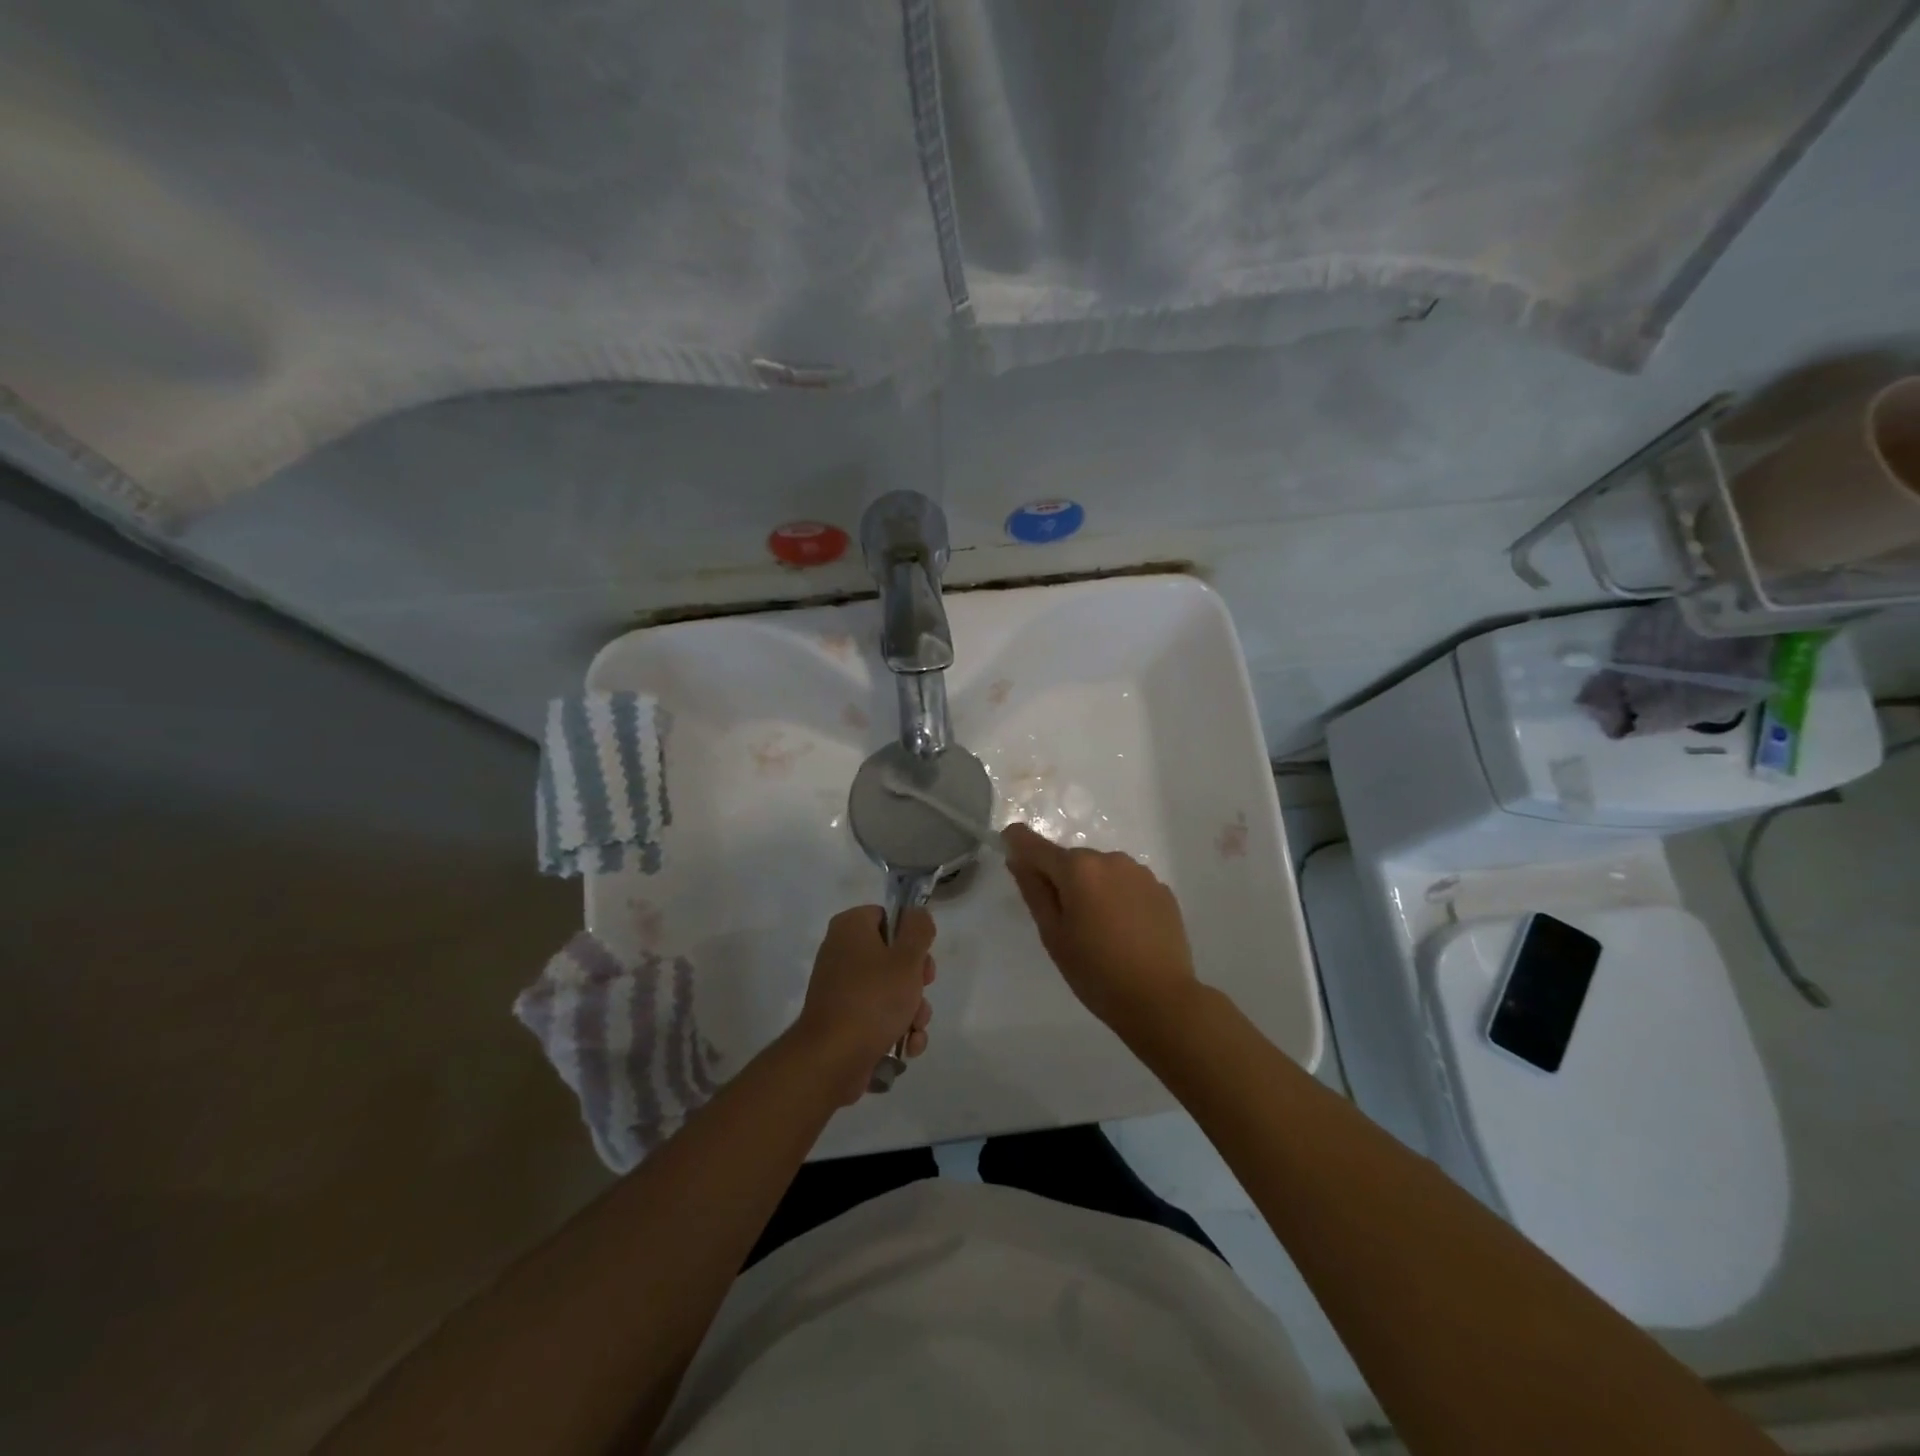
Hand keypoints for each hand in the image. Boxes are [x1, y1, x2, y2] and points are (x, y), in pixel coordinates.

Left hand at [790, 905, 936, 1104]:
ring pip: (890, 989)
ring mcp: (841, 988)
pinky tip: (907, 1046)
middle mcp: (841, 952)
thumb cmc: (873, 999)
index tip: (922, 958)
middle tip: (921, 992)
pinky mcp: (844, 1019)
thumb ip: (918, 930)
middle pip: (893, 956)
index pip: (888, 917)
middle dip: (916, 981)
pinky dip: (896, 1029)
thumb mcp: (907, 958)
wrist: (832, 1059)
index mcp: (850, 927)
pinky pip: (878, 1015)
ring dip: (912, 1010)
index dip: (911, 937)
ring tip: (914, 1028)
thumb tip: (917, 914)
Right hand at [1002, 823, 1200, 1040]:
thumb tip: (1018, 859)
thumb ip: (1033, 890)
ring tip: (1098, 929)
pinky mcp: (1162, 890)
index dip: (1017, 843)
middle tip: (1062, 921)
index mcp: (1078, 868)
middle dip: (1061, 879)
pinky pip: (1127, 885)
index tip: (1008, 850)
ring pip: (1102, 871)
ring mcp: (1140, 873)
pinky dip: (1118, 898)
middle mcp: (1110, 859)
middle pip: (1072, 860)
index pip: (1035, 845)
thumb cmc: (1095, 971)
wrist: (1161, 1000)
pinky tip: (1124, 931)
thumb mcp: (1053, 935)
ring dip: (1092, 888)